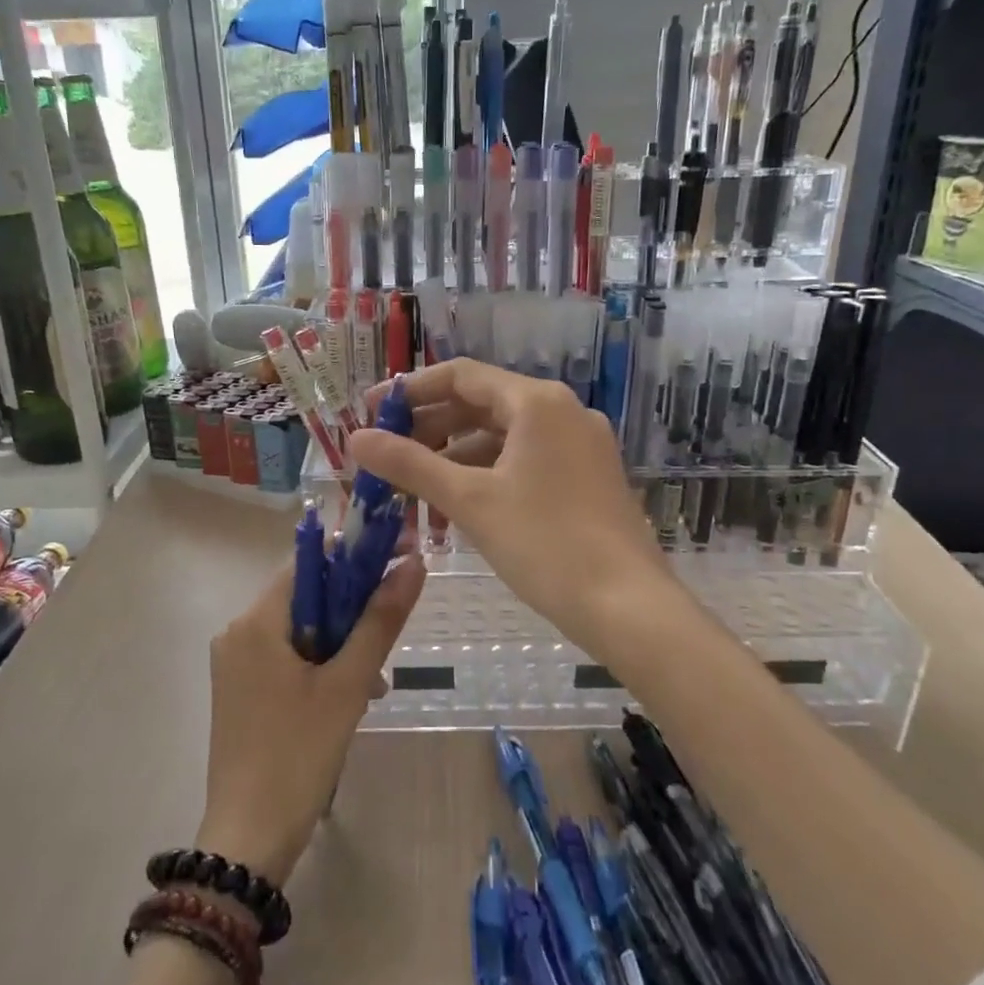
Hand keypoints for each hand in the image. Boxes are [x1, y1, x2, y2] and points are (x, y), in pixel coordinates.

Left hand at [196, 554, 425, 886]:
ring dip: (341, 643)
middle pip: (306, 597)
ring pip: (300, 630)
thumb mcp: (348, 685)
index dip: (355, 557)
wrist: (248, 841)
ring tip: (375, 682)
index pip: (310, 563)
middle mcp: (238, 633)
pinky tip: (349, 697)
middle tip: (390, 637)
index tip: (396, 563)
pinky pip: (287, 658)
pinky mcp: (241, 691)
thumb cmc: (298, 755)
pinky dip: (320, 665)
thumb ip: (380, 621)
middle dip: (352, 610)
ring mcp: (235, 664)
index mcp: (256, 622)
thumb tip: (413, 564)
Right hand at [349, 360, 675, 659]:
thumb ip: (409, 464)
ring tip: (413, 489)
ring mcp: (579, 446)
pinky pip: (524, 462)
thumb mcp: (470, 500)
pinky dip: (486, 476)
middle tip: (386, 455)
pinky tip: (457, 507)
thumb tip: (355, 438)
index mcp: (537, 402)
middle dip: (429, 429)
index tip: (371, 412)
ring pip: (502, 438)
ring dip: (454, 458)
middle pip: (481, 405)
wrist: (629, 608)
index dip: (410, 390)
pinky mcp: (586, 478)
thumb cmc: (545, 544)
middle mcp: (562, 412)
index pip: (461, 376)